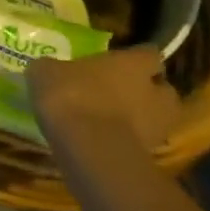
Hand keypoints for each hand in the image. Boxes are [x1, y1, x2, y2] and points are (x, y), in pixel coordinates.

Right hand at [27, 47, 182, 157]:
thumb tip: (50, 69)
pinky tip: (105, 139)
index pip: (148, 54)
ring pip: (157, 118)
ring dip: (142, 118)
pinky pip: (142, 142)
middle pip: (163, 90)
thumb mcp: (46, 71)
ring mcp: (156, 127)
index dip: (138, 57)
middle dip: (148, 91)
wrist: (88, 148)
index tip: (124, 60)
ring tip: (114, 118)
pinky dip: (129, 140)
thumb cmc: (70, 94)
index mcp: (132, 64)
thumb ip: (55, 68)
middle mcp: (153, 92)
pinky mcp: (150, 157)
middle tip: (123, 91)